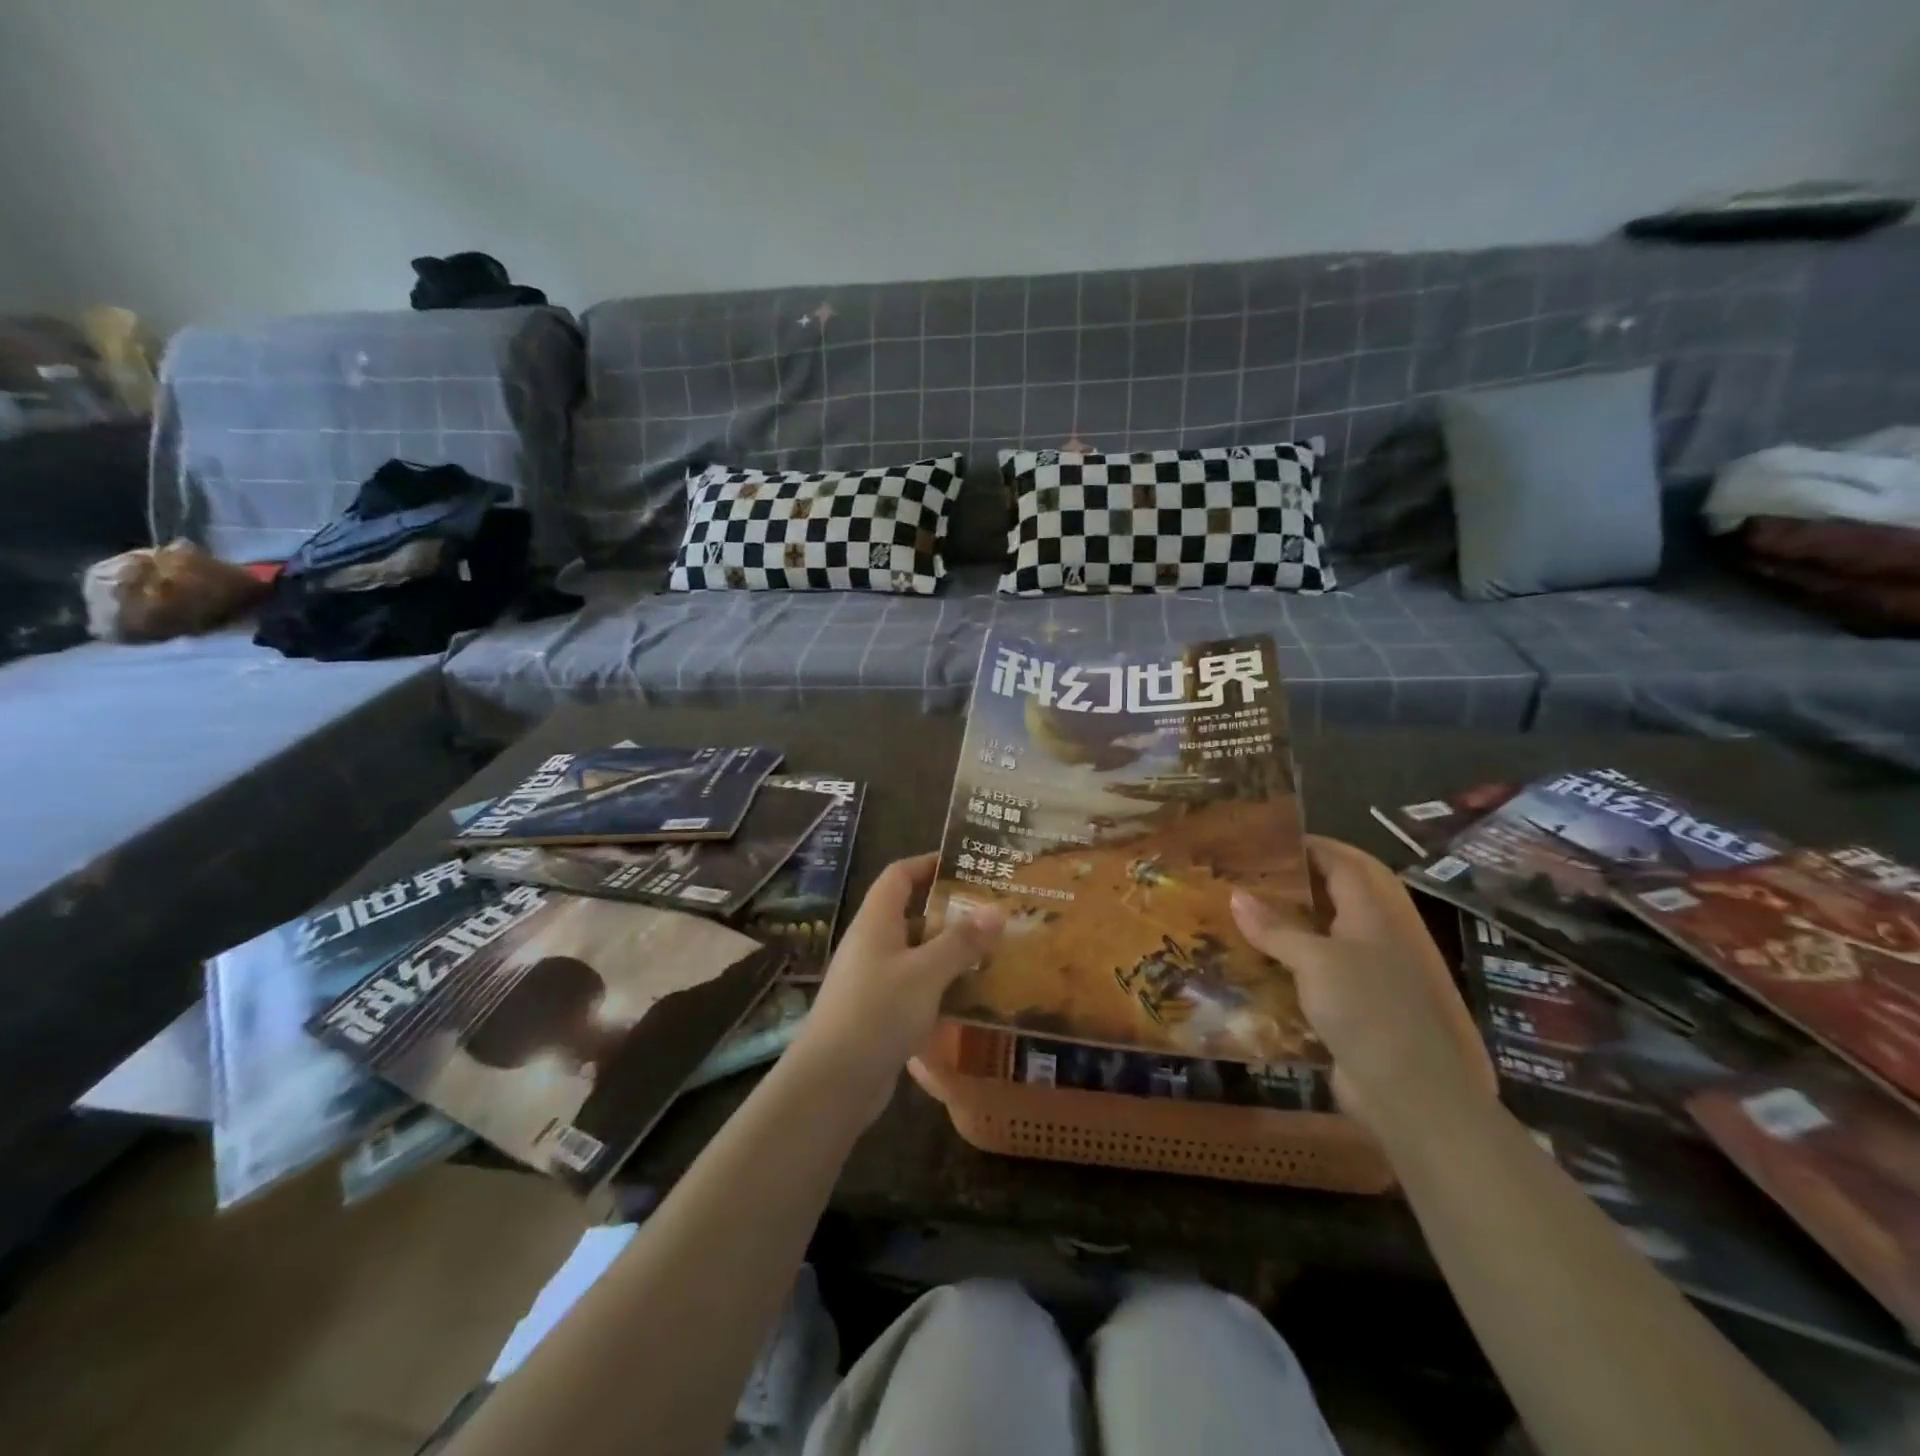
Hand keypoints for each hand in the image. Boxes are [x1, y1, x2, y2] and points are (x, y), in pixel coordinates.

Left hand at [792, 853, 1004, 1121]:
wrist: (831, 1083)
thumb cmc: (877, 1012)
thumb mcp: (926, 972)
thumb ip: (962, 941)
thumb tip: (998, 909)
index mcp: (876, 921)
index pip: (899, 875)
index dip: (928, 863)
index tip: (966, 864)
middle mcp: (872, 943)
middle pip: (912, 913)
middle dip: (950, 911)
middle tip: (993, 912)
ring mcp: (873, 979)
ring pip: (917, 953)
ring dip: (950, 951)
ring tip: (994, 951)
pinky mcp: (879, 1012)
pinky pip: (916, 986)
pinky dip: (941, 985)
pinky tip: (972, 997)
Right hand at [1230, 836, 1491, 1137]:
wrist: (1408, 1091)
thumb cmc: (1367, 1009)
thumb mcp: (1316, 961)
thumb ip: (1275, 928)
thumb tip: (1236, 895)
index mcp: (1372, 916)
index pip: (1344, 865)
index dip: (1312, 847)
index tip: (1270, 838)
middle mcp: (1372, 939)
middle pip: (1334, 898)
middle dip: (1294, 884)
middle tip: (1248, 876)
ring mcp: (1365, 976)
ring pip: (1321, 937)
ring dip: (1286, 926)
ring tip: (1240, 915)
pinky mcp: (1352, 1008)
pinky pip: (1313, 974)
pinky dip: (1286, 964)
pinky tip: (1252, 965)